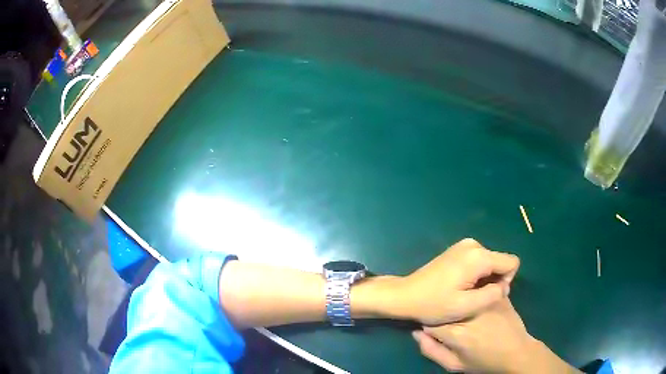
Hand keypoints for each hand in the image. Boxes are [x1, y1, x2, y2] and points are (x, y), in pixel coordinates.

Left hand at [396, 238, 518, 324]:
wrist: (405, 295)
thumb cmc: (434, 304)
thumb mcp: (467, 306)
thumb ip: (493, 295)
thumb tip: (504, 285)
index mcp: (479, 256)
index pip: (512, 263)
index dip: (506, 281)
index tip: (488, 296)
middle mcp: (474, 245)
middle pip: (500, 262)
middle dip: (493, 281)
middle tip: (474, 298)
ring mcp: (464, 245)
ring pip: (490, 263)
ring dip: (484, 279)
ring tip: (465, 293)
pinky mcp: (457, 250)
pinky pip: (478, 261)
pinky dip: (475, 274)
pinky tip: (460, 286)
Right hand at [413, 299, 579, 373]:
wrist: (516, 352)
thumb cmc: (484, 362)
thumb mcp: (454, 365)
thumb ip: (431, 351)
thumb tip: (416, 332)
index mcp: (456, 332)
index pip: (430, 319)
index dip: (429, 322)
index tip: (434, 326)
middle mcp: (469, 312)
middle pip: (446, 304)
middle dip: (444, 309)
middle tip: (450, 318)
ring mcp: (485, 301)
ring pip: (463, 293)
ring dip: (460, 299)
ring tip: (463, 308)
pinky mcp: (498, 295)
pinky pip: (480, 289)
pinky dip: (475, 293)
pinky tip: (477, 301)